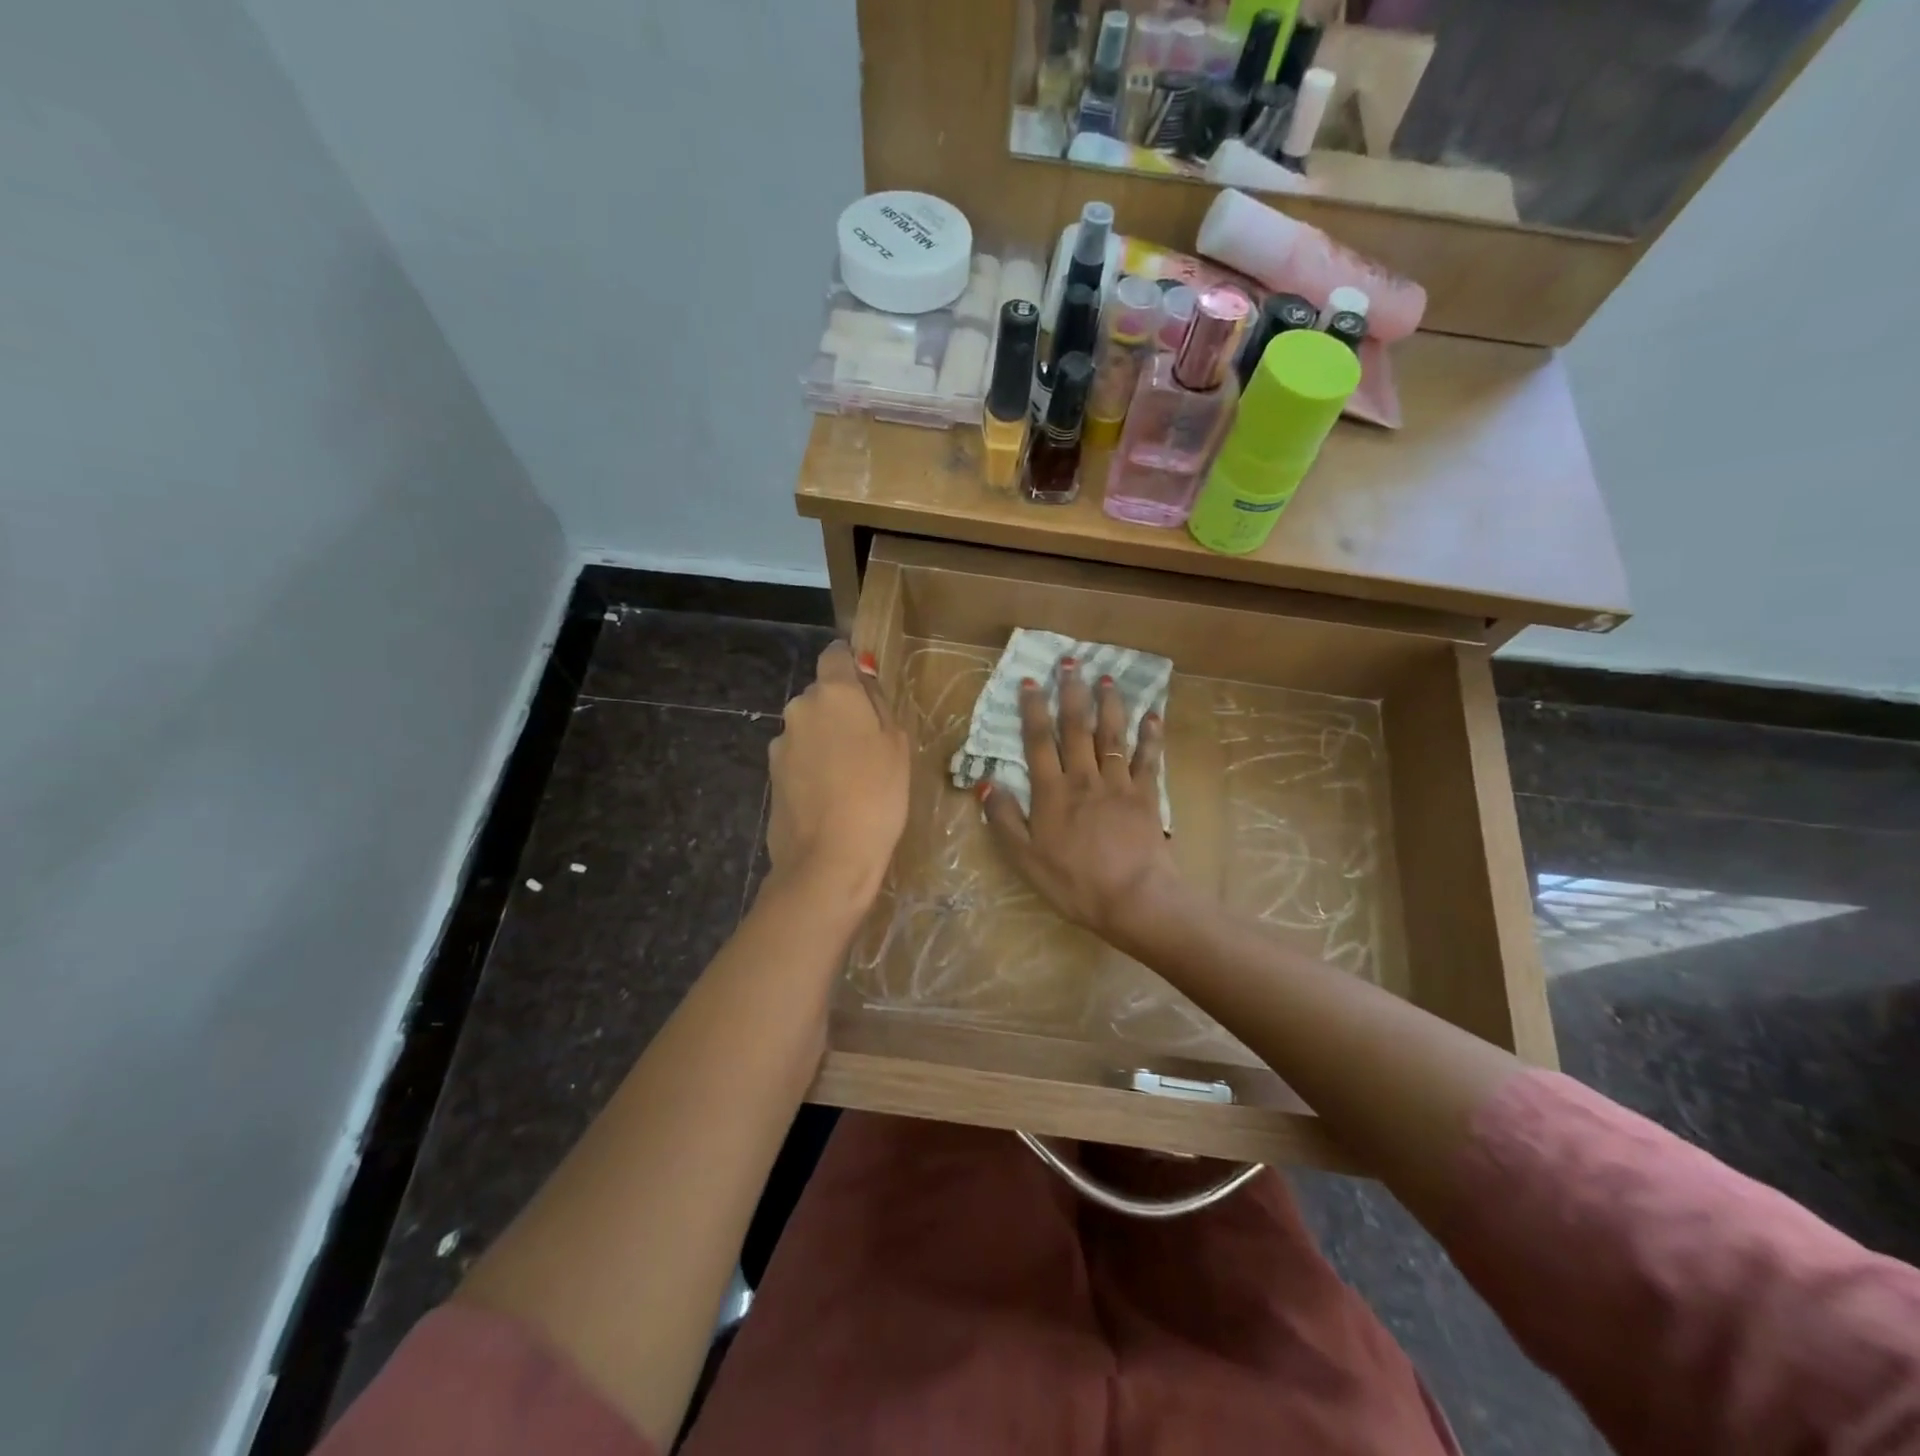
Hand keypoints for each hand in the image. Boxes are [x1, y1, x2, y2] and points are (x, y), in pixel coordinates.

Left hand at [765, 642, 909, 913]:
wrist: (829, 858)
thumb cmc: (877, 795)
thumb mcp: (897, 746)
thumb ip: (878, 706)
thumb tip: (864, 685)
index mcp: (833, 693)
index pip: (835, 655)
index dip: (851, 666)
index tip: (868, 689)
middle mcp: (799, 708)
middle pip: (822, 695)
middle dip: (841, 710)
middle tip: (868, 744)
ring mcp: (780, 743)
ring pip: (808, 728)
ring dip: (825, 740)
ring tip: (849, 777)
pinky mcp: (771, 775)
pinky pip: (798, 758)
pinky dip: (812, 767)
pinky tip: (829, 796)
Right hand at [981, 655, 1182, 940]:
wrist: (1133, 898)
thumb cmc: (1073, 882)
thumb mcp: (1025, 858)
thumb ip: (1004, 819)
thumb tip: (986, 782)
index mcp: (1052, 792)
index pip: (1038, 741)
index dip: (1033, 710)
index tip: (1030, 681)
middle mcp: (1083, 778)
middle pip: (1076, 728)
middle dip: (1071, 692)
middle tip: (1071, 661)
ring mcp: (1118, 783)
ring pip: (1112, 735)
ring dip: (1109, 704)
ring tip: (1107, 677)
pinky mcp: (1146, 795)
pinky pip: (1149, 759)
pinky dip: (1151, 736)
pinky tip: (1153, 715)